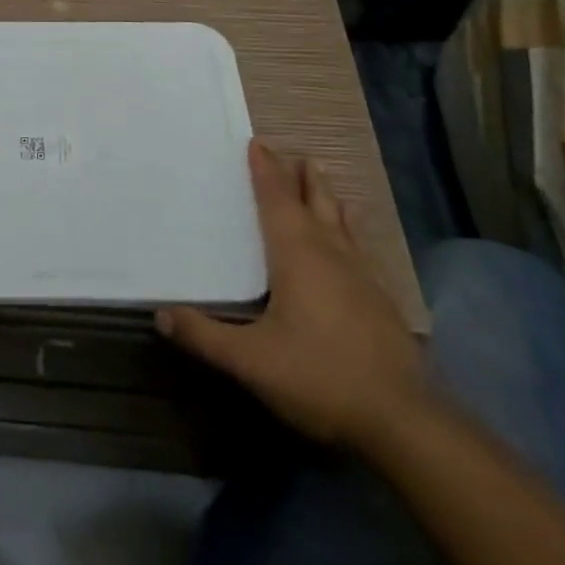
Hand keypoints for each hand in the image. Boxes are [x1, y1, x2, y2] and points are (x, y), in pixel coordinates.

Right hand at [157, 140, 430, 448]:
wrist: (404, 421)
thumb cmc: (320, 376)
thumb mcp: (252, 361)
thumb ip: (205, 337)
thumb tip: (160, 314)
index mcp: (296, 254)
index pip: (276, 199)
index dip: (265, 170)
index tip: (257, 143)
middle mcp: (330, 254)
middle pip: (315, 202)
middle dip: (302, 176)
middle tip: (294, 153)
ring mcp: (361, 276)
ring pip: (341, 222)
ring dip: (327, 198)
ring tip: (322, 180)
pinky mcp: (381, 302)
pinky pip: (357, 248)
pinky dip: (346, 231)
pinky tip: (350, 244)